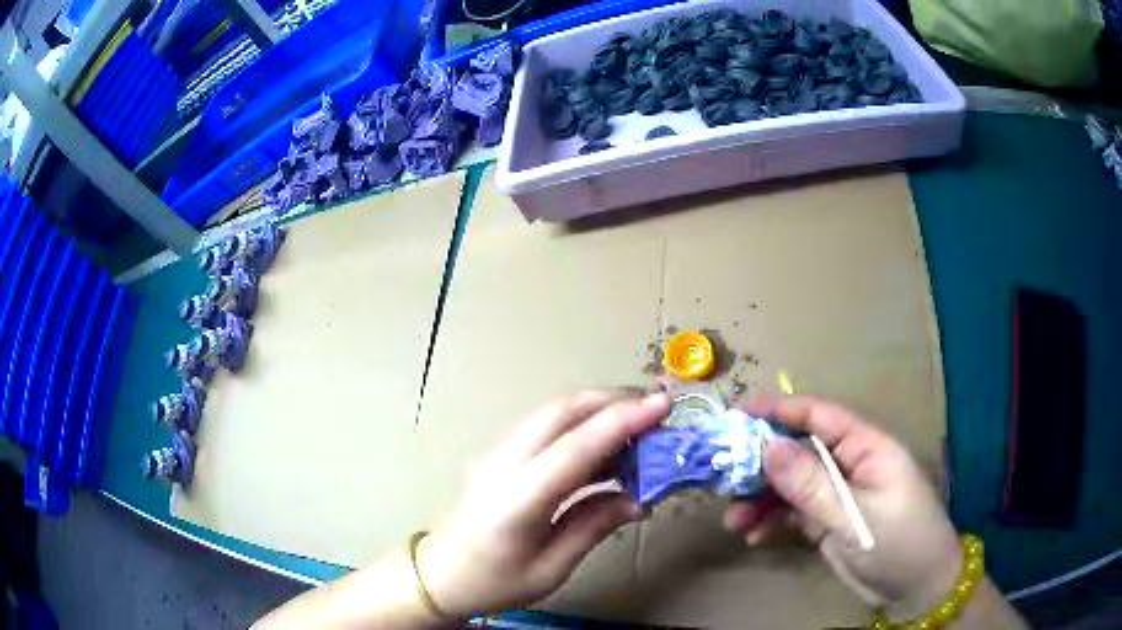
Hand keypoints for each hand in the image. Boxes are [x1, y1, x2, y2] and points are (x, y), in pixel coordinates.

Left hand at [417, 390, 670, 617]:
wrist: (441, 574)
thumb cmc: (494, 582)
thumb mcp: (551, 569)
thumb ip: (594, 527)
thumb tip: (639, 498)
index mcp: (518, 499)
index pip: (575, 448)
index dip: (622, 422)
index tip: (662, 405)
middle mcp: (506, 464)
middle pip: (562, 412)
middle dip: (614, 400)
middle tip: (658, 410)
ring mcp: (500, 455)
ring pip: (554, 413)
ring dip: (600, 409)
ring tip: (642, 426)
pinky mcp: (503, 456)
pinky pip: (547, 428)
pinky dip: (583, 425)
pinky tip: (608, 447)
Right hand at [724, 396, 962, 619]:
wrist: (916, 589)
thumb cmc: (899, 542)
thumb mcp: (855, 516)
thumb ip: (812, 486)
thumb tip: (767, 448)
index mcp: (866, 447)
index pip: (820, 417)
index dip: (781, 411)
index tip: (738, 415)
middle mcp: (849, 465)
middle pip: (798, 451)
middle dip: (761, 463)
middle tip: (723, 479)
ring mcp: (837, 495)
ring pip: (790, 485)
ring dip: (760, 499)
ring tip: (733, 520)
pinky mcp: (828, 522)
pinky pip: (792, 513)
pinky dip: (771, 521)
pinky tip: (753, 536)